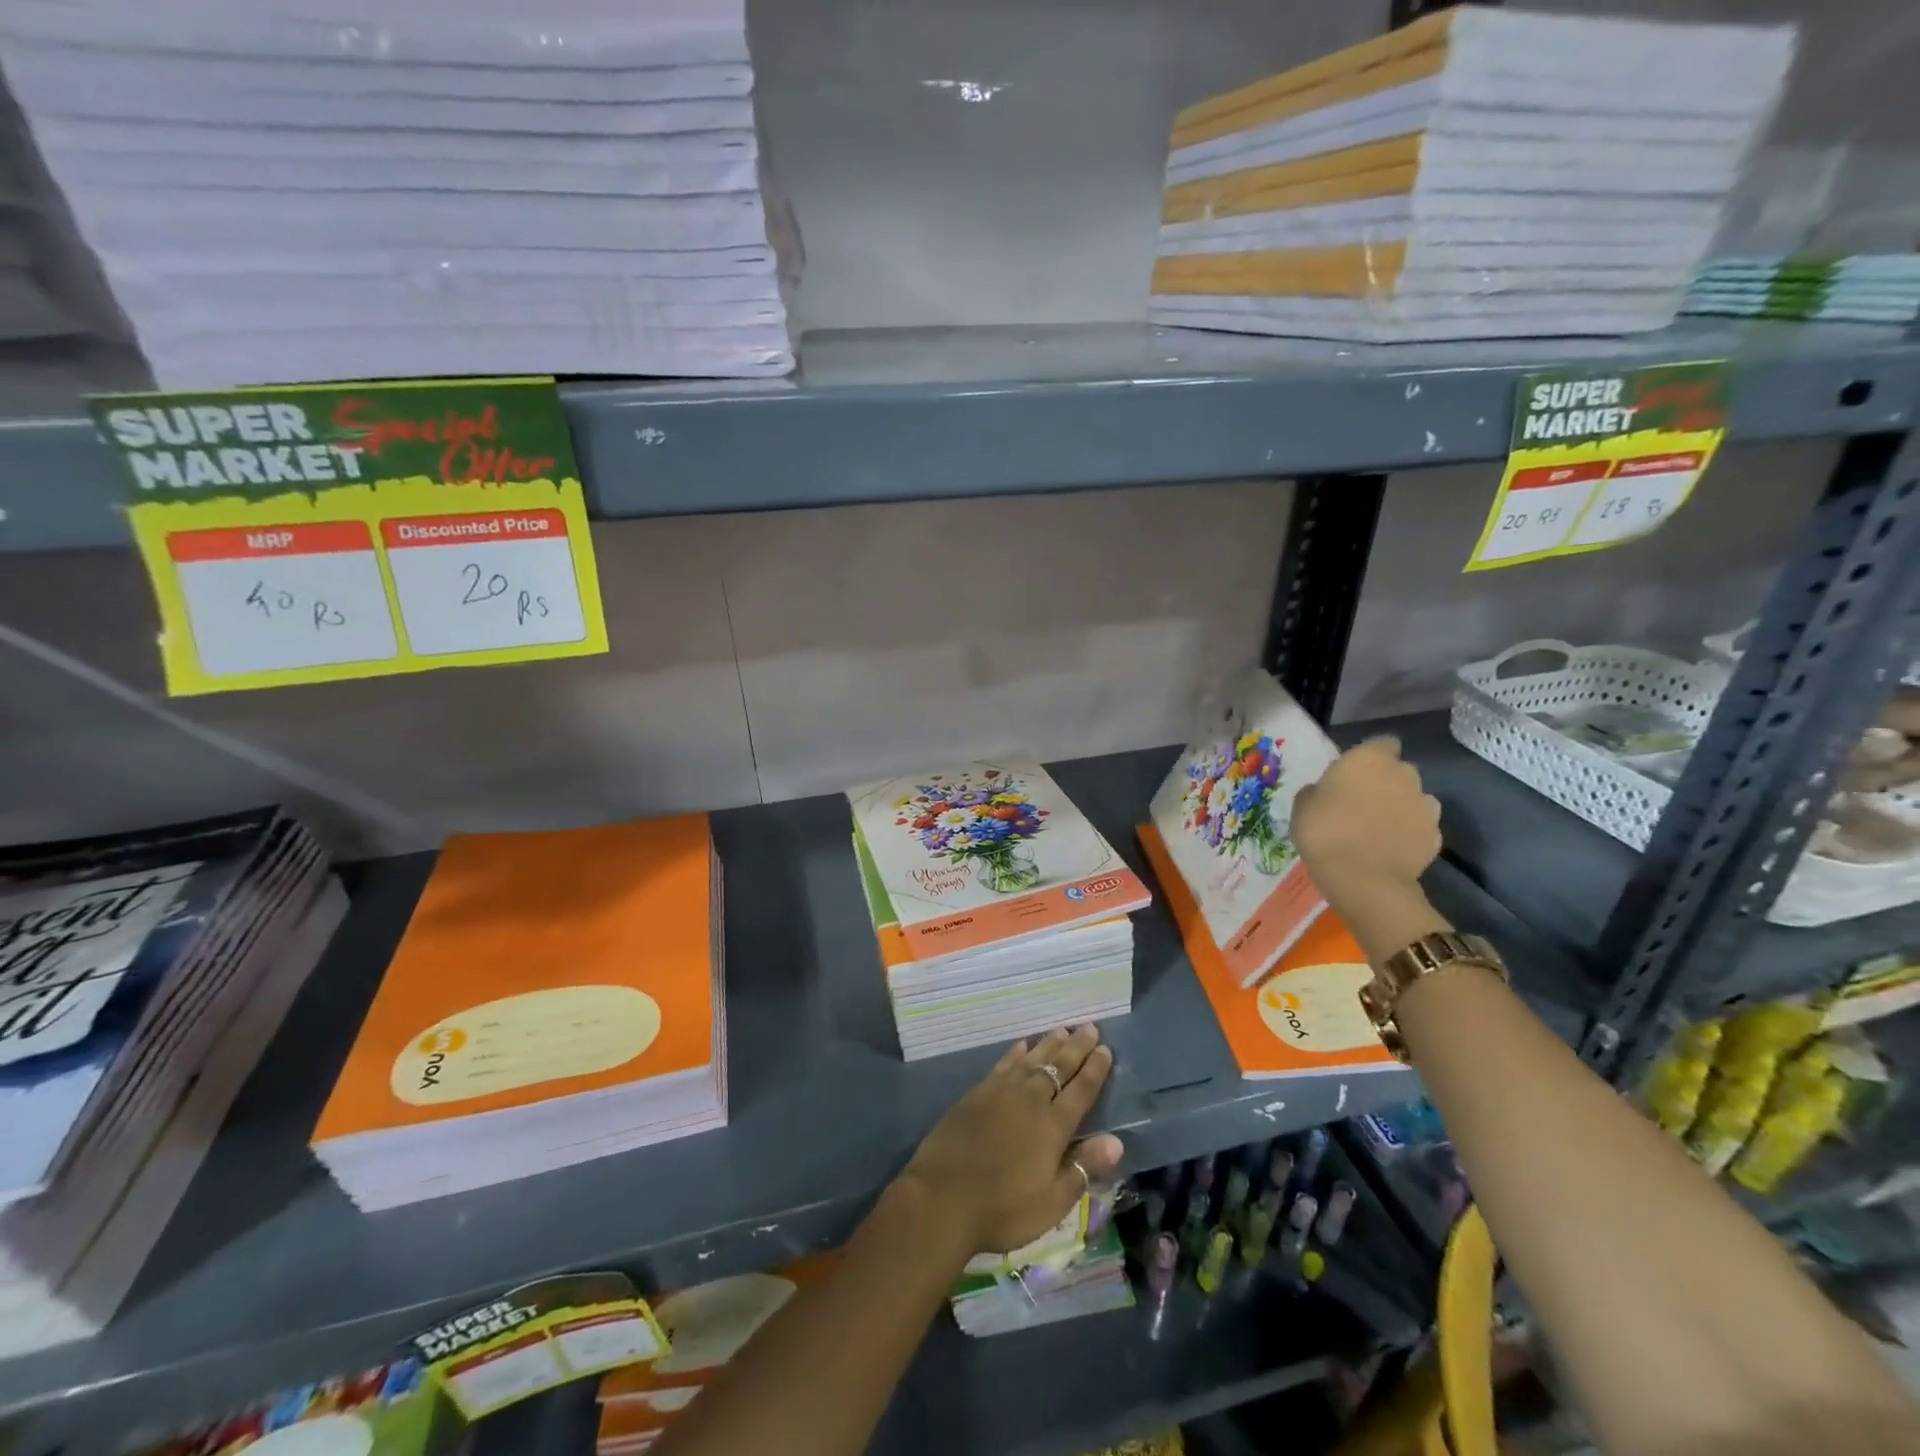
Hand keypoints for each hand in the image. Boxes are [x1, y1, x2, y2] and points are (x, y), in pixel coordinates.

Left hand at [898, 1024, 1124, 1258]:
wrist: (942, 1198)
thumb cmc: (1002, 1209)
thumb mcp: (1051, 1202)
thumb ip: (1083, 1168)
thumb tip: (1117, 1141)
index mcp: (1052, 1126)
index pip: (1081, 1091)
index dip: (1095, 1070)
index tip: (1106, 1049)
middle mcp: (1029, 1100)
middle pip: (1058, 1067)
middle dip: (1077, 1047)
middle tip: (1090, 1027)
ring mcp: (1001, 1092)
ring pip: (1031, 1060)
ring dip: (1049, 1044)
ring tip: (1063, 1030)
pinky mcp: (977, 1093)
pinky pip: (1003, 1064)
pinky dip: (1016, 1053)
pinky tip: (1022, 1046)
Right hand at [1292, 736, 1441, 909]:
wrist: (1364, 880)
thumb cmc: (1324, 832)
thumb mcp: (1302, 806)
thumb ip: (1318, 790)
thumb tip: (1325, 791)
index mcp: (1369, 759)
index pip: (1381, 743)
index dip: (1369, 757)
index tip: (1353, 774)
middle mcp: (1404, 774)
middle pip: (1399, 770)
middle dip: (1386, 781)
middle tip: (1362, 802)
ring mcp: (1425, 805)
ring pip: (1413, 798)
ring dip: (1400, 806)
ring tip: (1379, 827)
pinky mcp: (1435, 835)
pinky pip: (1420, 826)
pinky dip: (1409, 832)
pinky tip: (1391, 847)